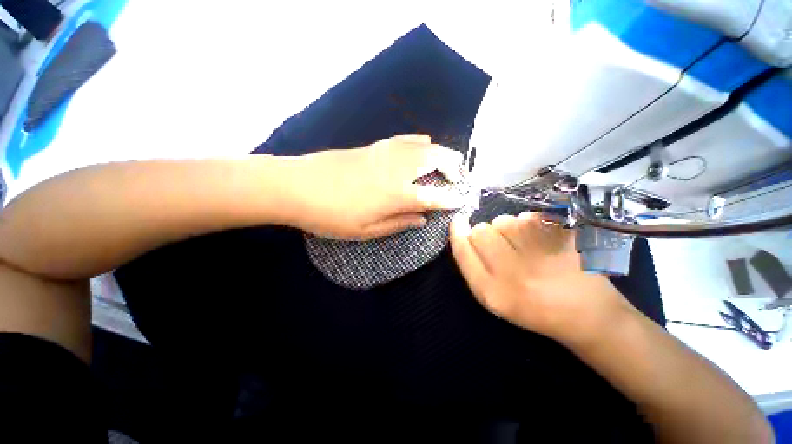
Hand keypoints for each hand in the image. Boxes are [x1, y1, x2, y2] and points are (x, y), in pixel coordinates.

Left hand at [285, 134, 466, 239]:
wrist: (296, 186)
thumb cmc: (330, 216)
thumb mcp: (365, 231)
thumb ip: (398, 224)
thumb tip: (421, 219)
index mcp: (396, 195)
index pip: (433, 196)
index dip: (450, 199)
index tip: (461, 201)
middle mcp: (396, 170)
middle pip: (435, 161)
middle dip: (453, 167)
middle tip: (459, 178)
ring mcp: (385, 154)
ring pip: (423, 146)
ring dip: (442, 152)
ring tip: (450, 161)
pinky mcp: (373, 146)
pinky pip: (404, 139)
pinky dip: (420, 140)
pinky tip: (425, 142)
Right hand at [449, 211, 633, 344]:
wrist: (587, 316)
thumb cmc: (533, 308)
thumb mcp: (493, 296)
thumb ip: (473, 266)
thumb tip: (463, 231)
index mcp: (490, 291)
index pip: (462, 249)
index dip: (457, 231)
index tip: (459, 221)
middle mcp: (511, 274)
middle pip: (480, 231)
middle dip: (487, 233)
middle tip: (502, 245)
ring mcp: (538, 256)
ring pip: (503, 221)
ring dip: (509, 228)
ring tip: (525, 246)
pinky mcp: (562, 242)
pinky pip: (528, 217)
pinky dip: (530, 224)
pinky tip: (542, 241)